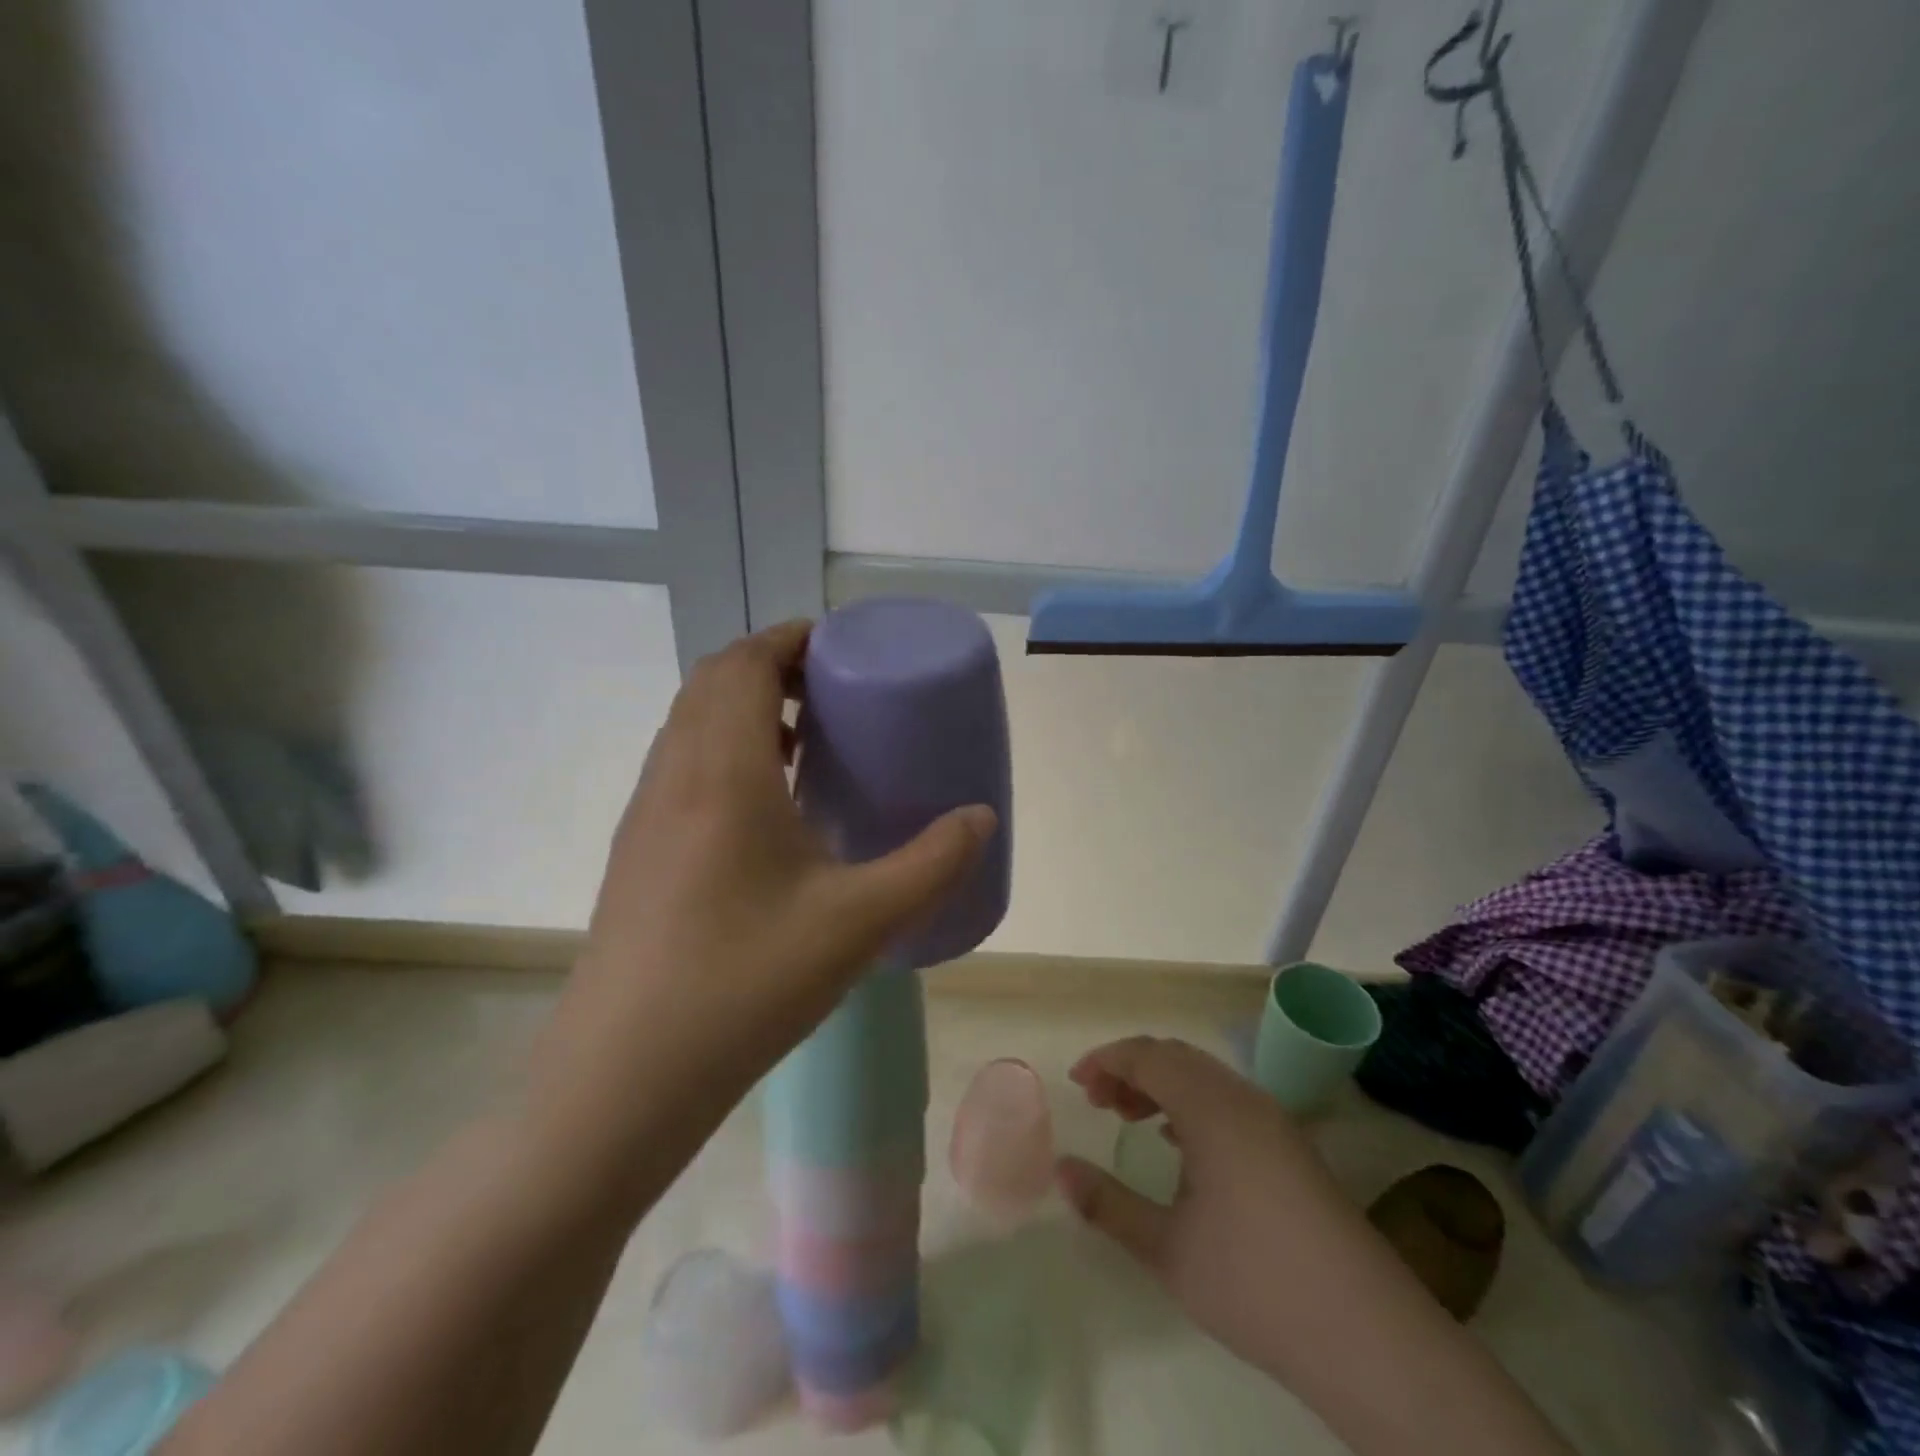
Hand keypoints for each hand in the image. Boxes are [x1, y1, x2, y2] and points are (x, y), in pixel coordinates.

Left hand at [530, 621, 997, 1167]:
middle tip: (831, 690)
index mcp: (721, 771)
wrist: (624, 1075)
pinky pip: (681, 766)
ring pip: (690, 724)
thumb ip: (932, 864)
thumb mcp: (860, 922)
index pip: (744, 663)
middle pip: (711, 682)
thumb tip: (982, 819)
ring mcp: (644, 814)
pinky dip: (724, 752)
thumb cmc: (745, 983)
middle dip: (771, 667)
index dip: (790, 638)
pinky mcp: (636, 851)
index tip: (841, 646)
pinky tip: (768, 810)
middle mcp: (673, 776)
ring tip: (805, 741)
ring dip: (742, 709)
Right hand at [1055, 1037, 1367, 1381]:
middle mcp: (1244, 1098)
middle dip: (1131, 1069)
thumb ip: (1108, 1204)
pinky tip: (1181, 1144)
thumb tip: (1061, 1170)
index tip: (1076, 1084)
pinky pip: (1229, 1099)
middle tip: (1098, 1102)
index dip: (1106, 1060)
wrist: (1370, 1338)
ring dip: (1162, 1085)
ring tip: (1130, 1118)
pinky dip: (1192, 1103)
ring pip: (1205, 1076)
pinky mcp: (1292, 1147)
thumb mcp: (1168, 1249)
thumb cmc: (1257, 1284)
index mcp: (1212, 1107)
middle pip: (1176, 1056)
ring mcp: (1275, 1120)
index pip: (1148, 1055)